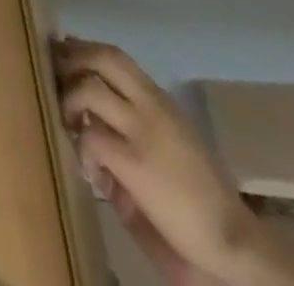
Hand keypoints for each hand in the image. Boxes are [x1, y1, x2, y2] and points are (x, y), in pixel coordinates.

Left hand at [53, 38, 259, 285]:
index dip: (82, 49)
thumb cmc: (201, 191)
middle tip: (58, 78)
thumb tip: (85, 88)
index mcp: (161, 101)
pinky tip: (92, 171)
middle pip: (101, 58)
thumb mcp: (171, 136)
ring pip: (88, 90)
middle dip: (70, 60)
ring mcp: (143, 134)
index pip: (115, 56)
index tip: (63, 55)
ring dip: (68, 101)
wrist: (236, 242)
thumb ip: (134, 111)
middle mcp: (153, 109)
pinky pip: (90, 138)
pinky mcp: (135, 164)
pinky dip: (82, 150)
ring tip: (70, 124)